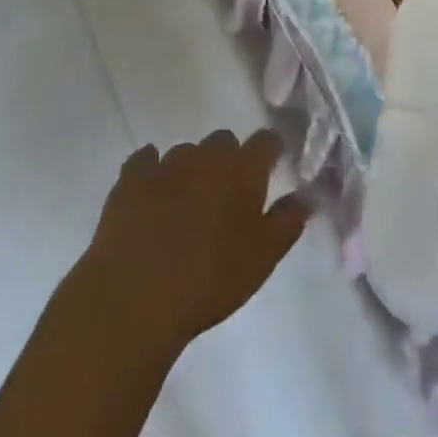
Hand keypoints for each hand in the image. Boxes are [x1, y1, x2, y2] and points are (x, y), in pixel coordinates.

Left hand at [78, 130, 310, 356]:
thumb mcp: (262, 258)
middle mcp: (206, 156)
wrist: (137, 295)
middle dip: (229, 159)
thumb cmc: (211, 279)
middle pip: (223, 141)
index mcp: (243, 170)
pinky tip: (151, 191)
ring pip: (185, 152)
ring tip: (188, 203)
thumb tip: (306, 196)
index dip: (271, 149)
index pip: (266, 141)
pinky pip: (145, 160)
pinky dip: (151, 169)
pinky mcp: (130, 179)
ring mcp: (165, 164)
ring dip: (191, 169)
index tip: (273, 164)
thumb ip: (287, 222)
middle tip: (228, 194)